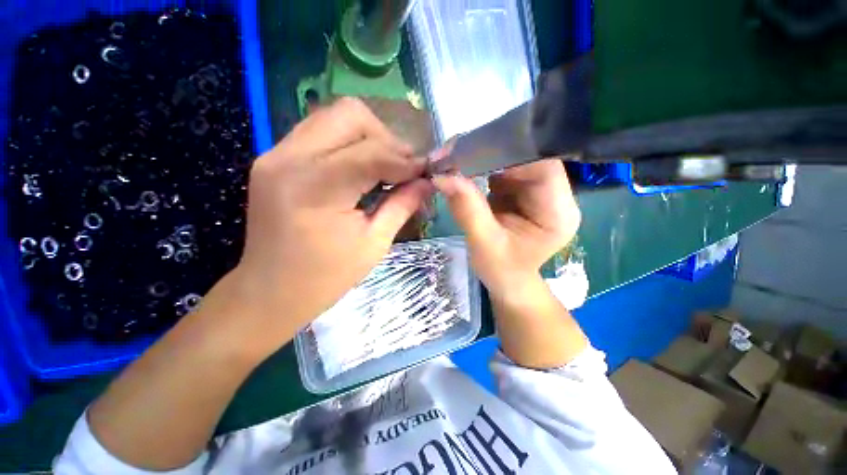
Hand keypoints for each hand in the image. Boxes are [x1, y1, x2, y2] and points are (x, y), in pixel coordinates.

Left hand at [230, 97, 432, 342]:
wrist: (270, 291)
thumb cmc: (325, 277)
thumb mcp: (374, 244)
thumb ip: (402, 205)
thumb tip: (427, 182)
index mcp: (316, 188)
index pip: (372, 153)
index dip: (406, 160)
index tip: (426, 171)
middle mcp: (290, 158)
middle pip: (350, 115)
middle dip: (386, 138)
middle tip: (403, 167)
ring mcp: (276, 153)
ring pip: (334, 116)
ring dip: (368, 136)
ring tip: (385, 166)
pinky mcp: (274, 158)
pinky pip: (320, 131)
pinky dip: (348, 142)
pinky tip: (360, 168)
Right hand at [433, 160, 579, 295]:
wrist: (506, 280)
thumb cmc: (501, 270)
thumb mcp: (483, 243)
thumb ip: (467, 208)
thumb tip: (442, 176)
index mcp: (558, 212)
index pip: (543, 168)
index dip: (509, 154)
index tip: (471, 153)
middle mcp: (554, 196)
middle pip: (527, 159)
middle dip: (489, 154)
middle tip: (453, 154)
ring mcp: (537, 191)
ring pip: (511, 160)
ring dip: (482, 159)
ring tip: (453, 161)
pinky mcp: (521, 190)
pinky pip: (501, 169)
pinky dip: (480, 167)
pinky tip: (461, 170)